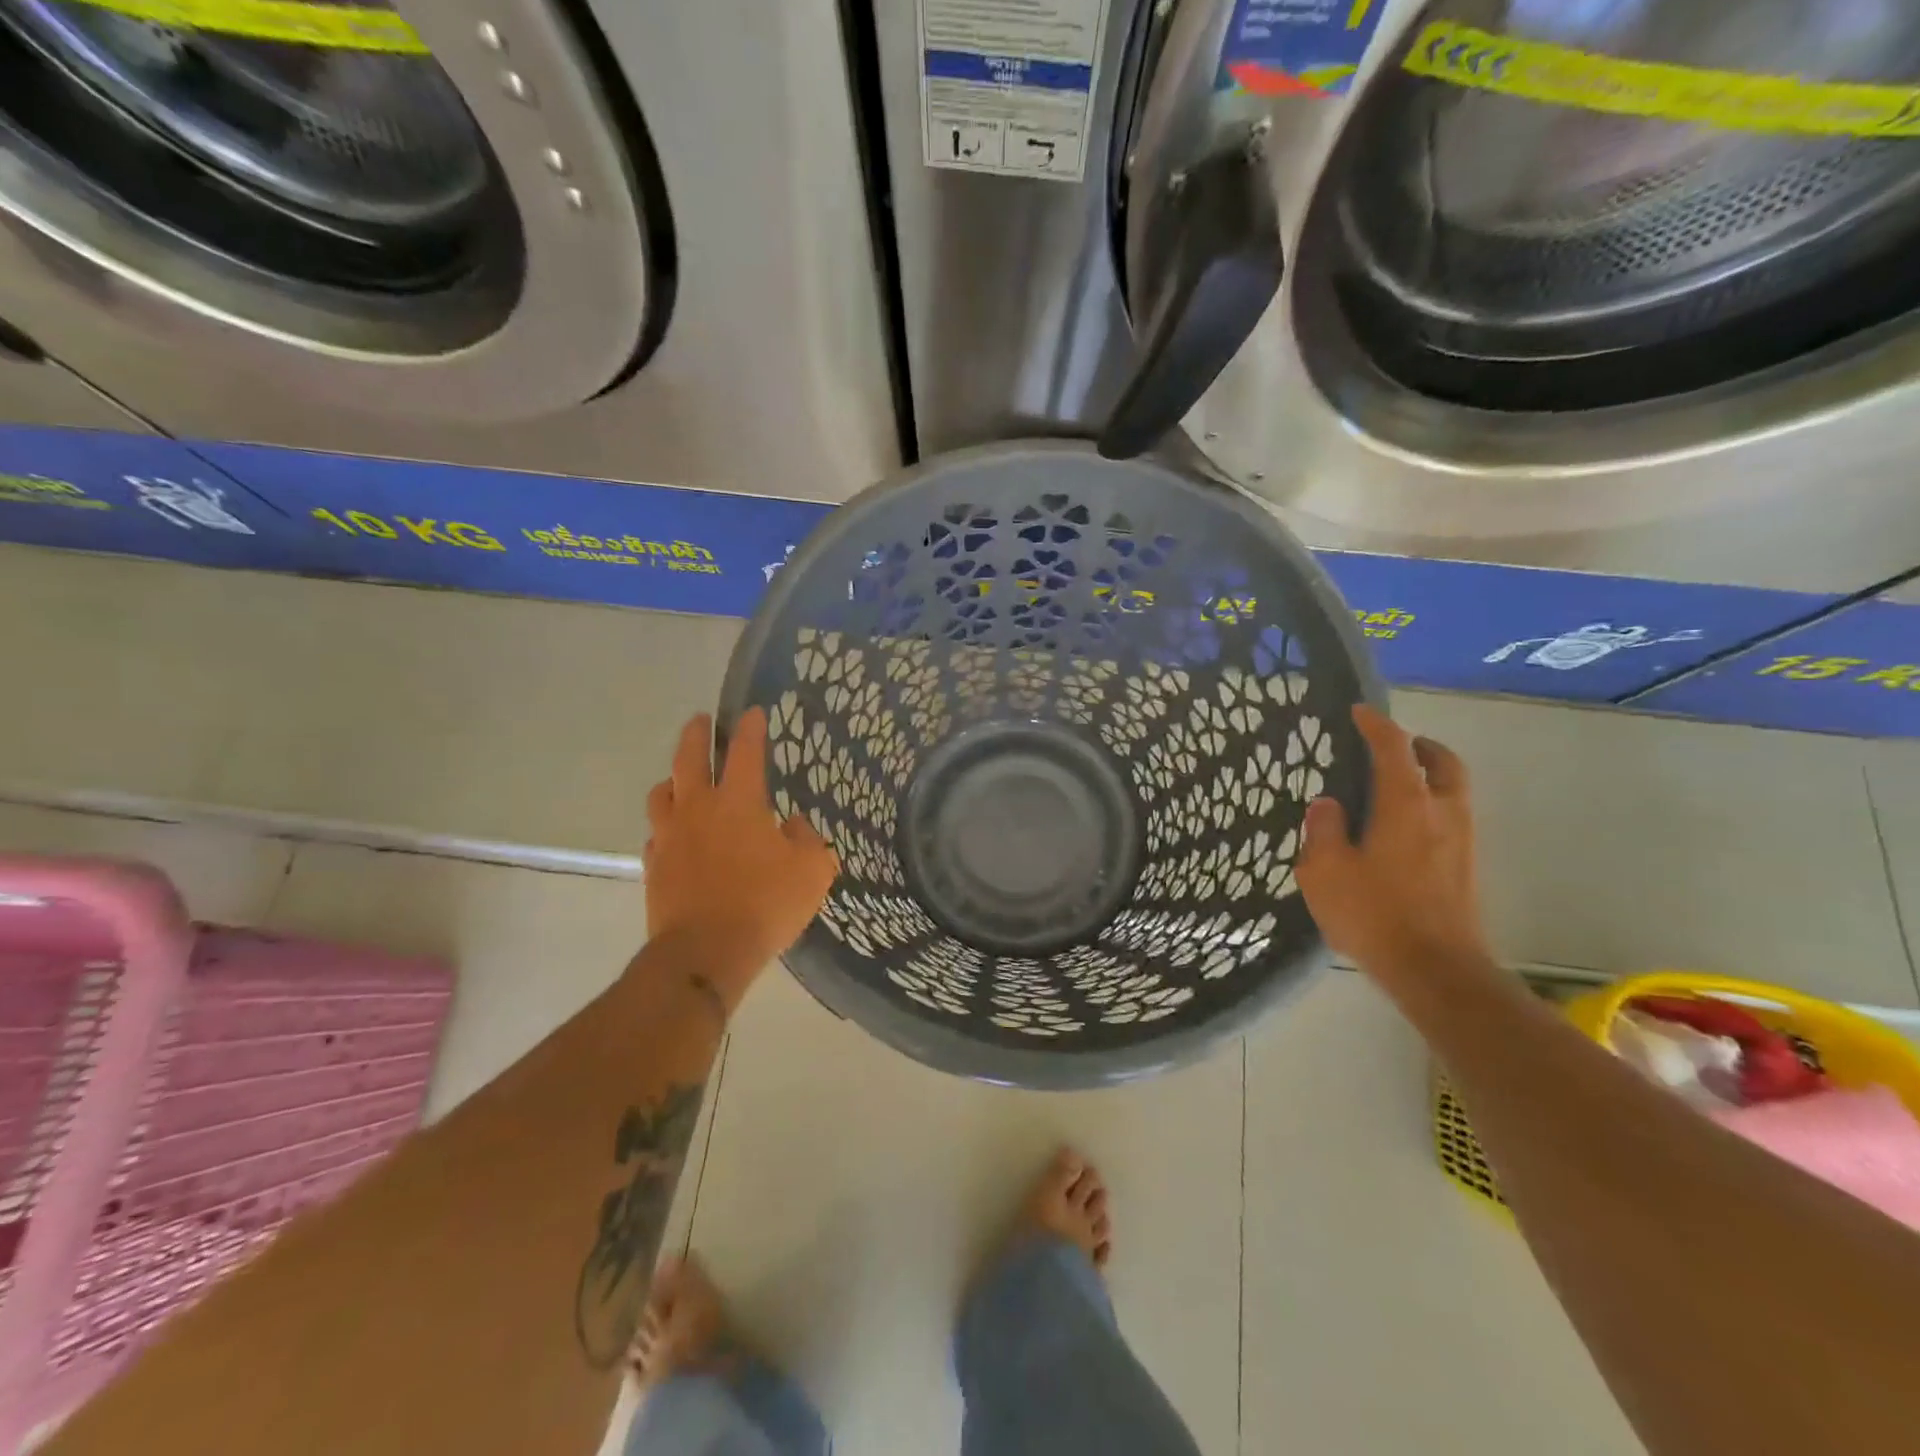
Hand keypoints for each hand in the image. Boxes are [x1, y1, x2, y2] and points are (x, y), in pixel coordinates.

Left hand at [644, 710, 838, 980]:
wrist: (704, 953)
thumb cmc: (764, 905)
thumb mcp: (811, 872)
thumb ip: (808, 841)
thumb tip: (792, 825)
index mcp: (739, 802)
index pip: (746, 752)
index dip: (751, 728)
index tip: (753, 712)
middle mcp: (698, 809)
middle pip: (688, 758)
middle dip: (696, 734)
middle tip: (701, 721)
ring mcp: (671, 837)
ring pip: (662, 793)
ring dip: (673, 779)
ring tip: (681, 779)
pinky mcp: (654, 866)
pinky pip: (657, 834)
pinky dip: (666, 825)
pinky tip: (675, 834)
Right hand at [1295, 704, 1490, 982]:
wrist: (1435, 970)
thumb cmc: (1374, 913)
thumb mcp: (1324, 870)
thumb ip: (1323, 829)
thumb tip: (1328, 804)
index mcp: (1405, 804)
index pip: (1393, 749)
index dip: (1376, 726)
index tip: (1359, 713)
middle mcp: (1442, 813)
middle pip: (1443, 763)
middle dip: (1420, 746)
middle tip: (1394, 746)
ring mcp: (1461, 842)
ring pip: (1453, 791)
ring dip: (1430, 776)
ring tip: (1395, 786)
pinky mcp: (1465, 869)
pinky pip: (1451, 818)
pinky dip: (1431, 806)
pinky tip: (1402, 829)